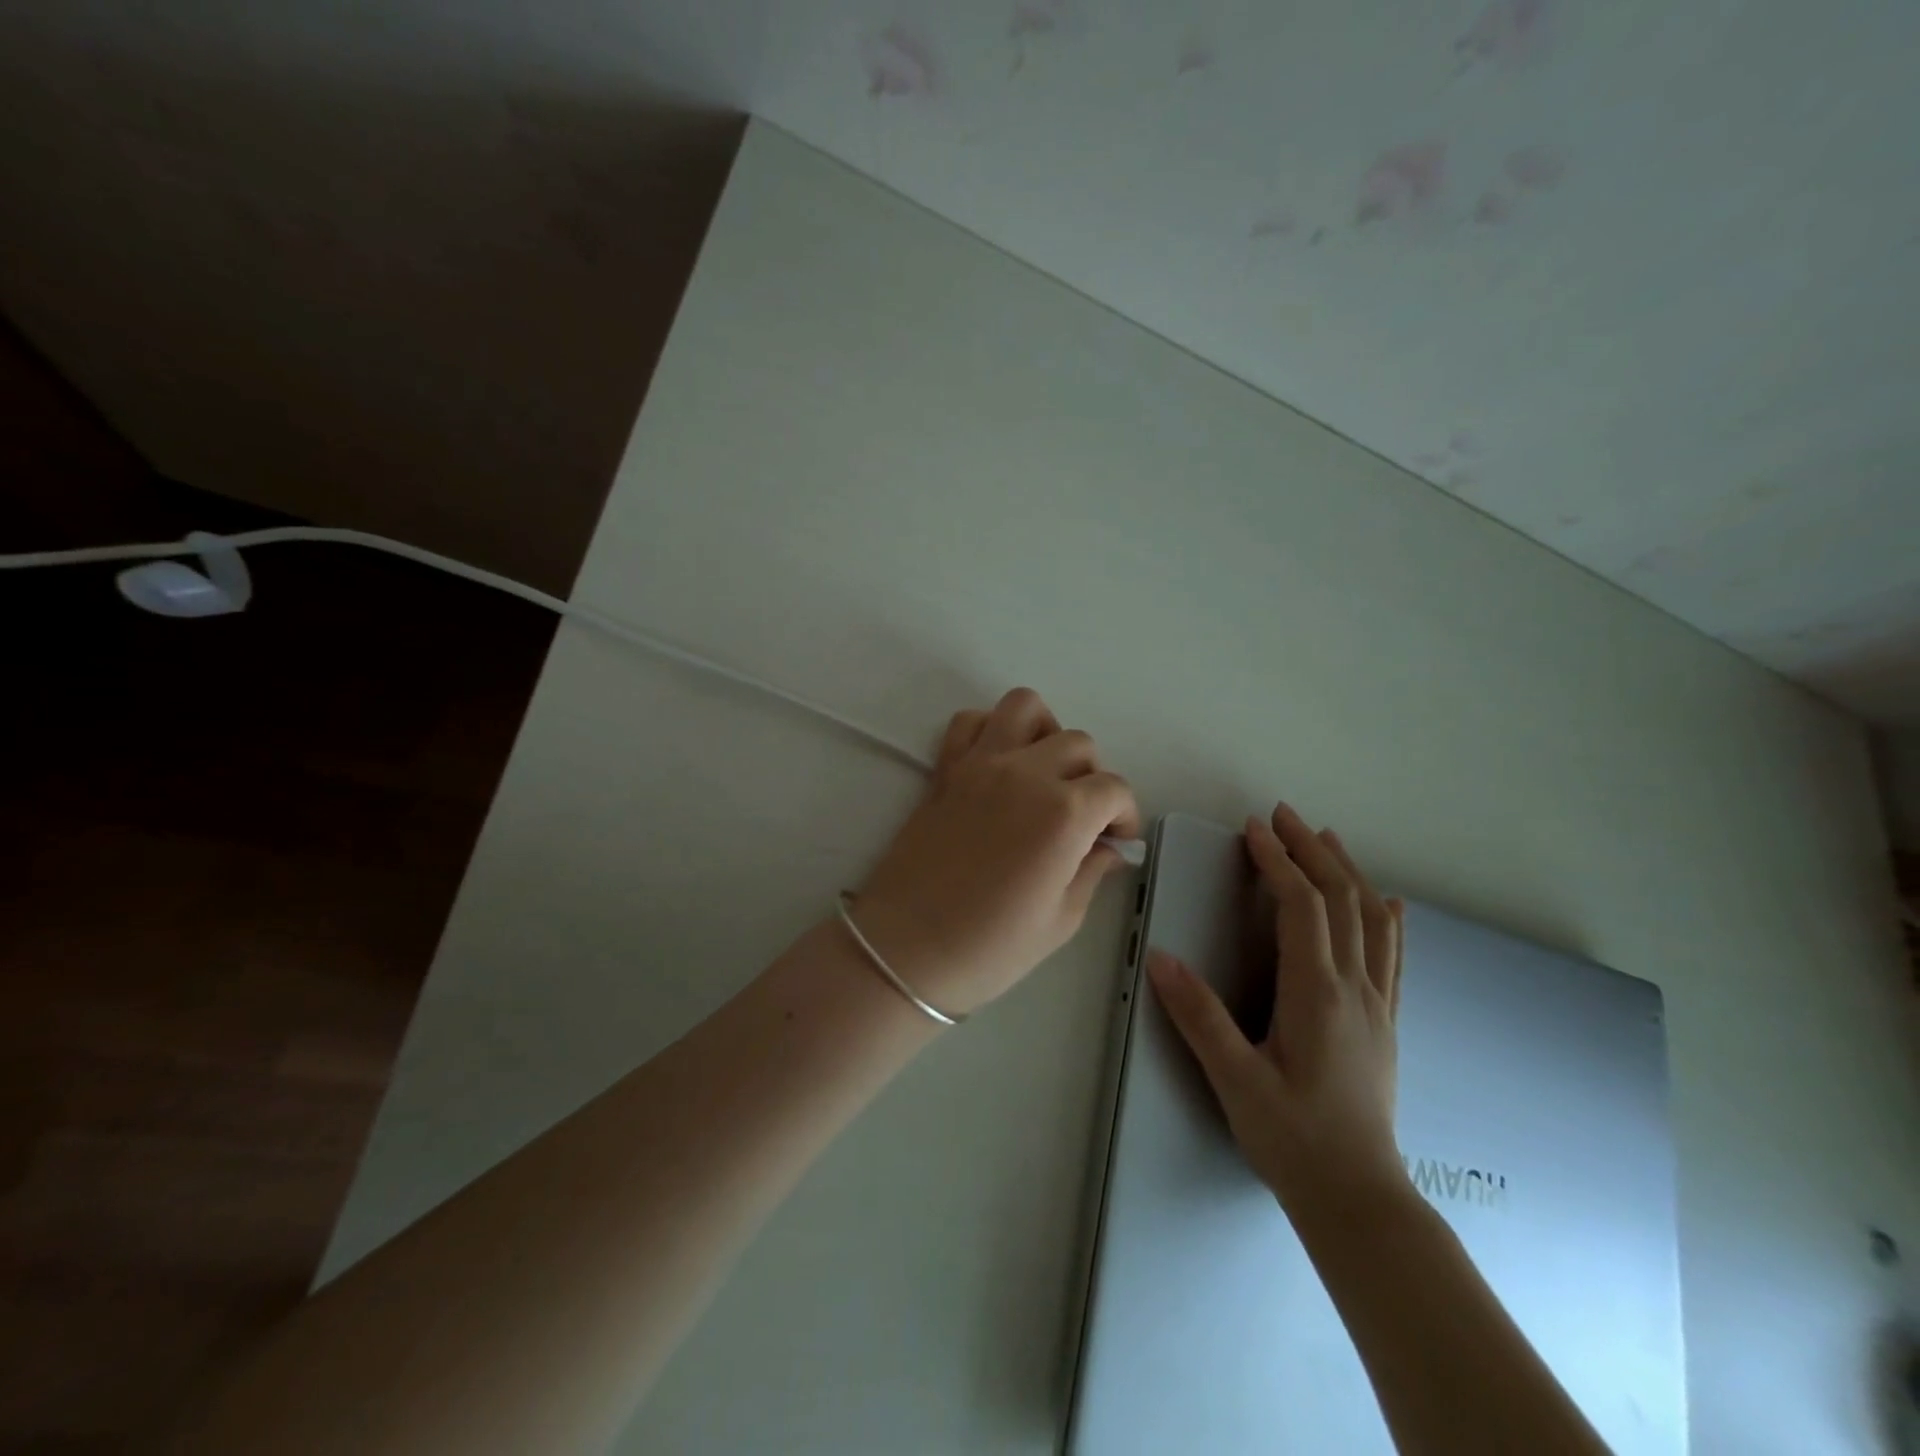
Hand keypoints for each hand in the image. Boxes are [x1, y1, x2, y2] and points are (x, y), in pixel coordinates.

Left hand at [853, 688, 1140, 1016]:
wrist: (907, 950)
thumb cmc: (991, 947)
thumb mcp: (1061, 920)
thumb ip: (1092, 871)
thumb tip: (1110, 847)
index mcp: (1064, 813)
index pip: (1114, 788)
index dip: (1124, 815)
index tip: (1116, 840)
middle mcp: (1026, 773)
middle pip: (1077, 743)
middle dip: (1091, 776)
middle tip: (1081, 815)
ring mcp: (980, 763)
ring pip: (1025, 707)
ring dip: (1045, 732)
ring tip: (1043, 772)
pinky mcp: (945, 768)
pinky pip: (969, 721)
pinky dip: (990, 728)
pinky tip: (998, 763)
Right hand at [1148, 803, 1406, 1221]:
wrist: (1360, 1200)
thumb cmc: (1293, 1138)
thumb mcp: (1235, 1080)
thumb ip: (1199, 1016)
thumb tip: (1160, 957)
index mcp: (1317, 994)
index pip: (1303, 907)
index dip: (1279, 861)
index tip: (1255, 828)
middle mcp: (1355, 988)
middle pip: (1341, 900)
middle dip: (1311, 851)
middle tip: (1283, 816)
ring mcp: (1377, 1005)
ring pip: (1370, 920)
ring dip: (1347, 872)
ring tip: (1326, 839)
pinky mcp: (1385, 1022)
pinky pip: (1392, 955)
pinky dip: (1385, 918)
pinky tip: (1387, 904)